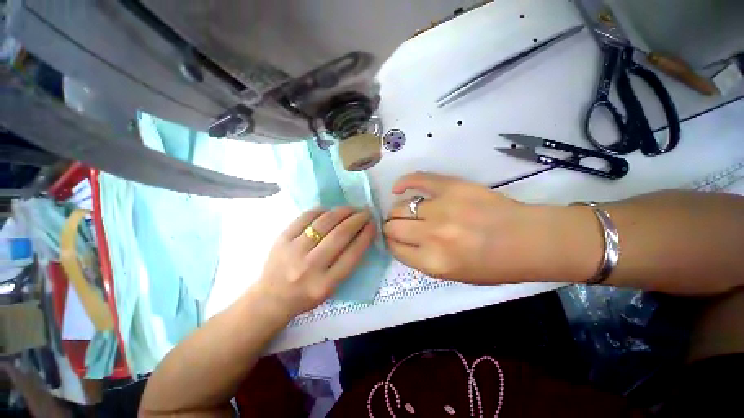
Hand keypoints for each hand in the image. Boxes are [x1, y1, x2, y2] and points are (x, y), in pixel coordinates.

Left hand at [254, 207, 375, 315]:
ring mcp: (294, 251)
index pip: (353, 254)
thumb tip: (360, 234)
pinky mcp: (282, 239)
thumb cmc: (306, 295)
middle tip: (365, 213)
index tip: (373, 224)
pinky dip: (321, 210)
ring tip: (351, 208)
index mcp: (326, 284)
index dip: (366, 235)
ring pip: (324, 222)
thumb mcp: (331, 288)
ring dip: (342, 211)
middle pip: (340, 235)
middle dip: (357, 219)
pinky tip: (329, 210)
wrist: (271, 298)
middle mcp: (310, 267)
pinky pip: (306, 217)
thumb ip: (346, 263)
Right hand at [384, 173, 592, 283]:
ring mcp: (441, 207)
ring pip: (401, 207)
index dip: (391, 243)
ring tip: (403, 212)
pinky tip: (398, 189)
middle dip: (390, 228)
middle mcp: (432, 235)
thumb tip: (401, 241)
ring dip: (397, 211)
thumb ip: (422, 259)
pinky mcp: (451, 186)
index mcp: (433, 262)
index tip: (394, 240)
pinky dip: (403, 183)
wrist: (528, 240)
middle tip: (398, 227)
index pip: (395, 248)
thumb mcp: (452, 275)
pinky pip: (418, 180)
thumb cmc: (493, 265)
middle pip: (393, 227)